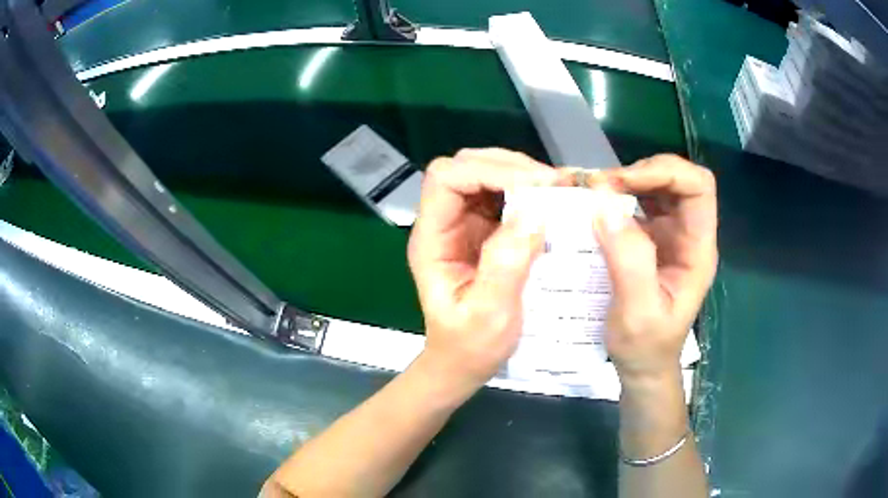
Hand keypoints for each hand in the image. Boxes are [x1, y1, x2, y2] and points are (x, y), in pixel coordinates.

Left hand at [408, 149, 556, 389]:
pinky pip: (502, 195)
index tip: (535, 186)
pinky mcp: (483, 230)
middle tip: (553, 184)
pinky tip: (550, 202)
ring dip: (521, 174)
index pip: (446, 179)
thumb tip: (535, 212)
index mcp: (432, 239)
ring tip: (557, 189)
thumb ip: (506, 264)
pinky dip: (527, 191)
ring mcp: (463, 224)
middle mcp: (443, 223)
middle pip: (465, 167)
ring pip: (484, 174)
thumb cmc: (469, 345)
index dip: (488, 171)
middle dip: (509, 166)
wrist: (462, 362)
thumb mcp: (489, 314)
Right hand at [591, 155, 717, 383]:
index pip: (698, 187)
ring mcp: (670, 235)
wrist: (643, 366)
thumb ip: (629, 260)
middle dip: (640, 172)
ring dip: (627, 181)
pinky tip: (597, 207)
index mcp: (698, 249)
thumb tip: (605, 204)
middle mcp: (688, 234)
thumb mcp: (638, 313)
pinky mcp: (651, 240)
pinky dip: (618, 196)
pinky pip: (640, 203)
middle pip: (678, 178)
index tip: (621, 183)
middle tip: (600, 186)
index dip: (665, 172)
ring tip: (595, 192)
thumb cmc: (646, 347)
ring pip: (658, 186)